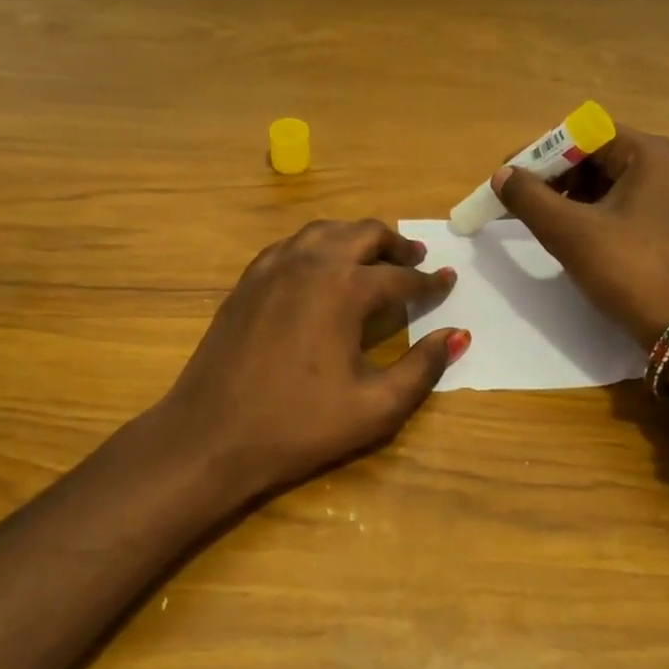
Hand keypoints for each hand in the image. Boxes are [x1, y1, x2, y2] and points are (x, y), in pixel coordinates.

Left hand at [156, 219, 464, 505]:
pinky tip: (322, 268)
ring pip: (324, 231)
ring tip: (373, 256)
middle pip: (362, 234)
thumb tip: (458, 336)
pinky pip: (291, 245)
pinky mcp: (247, 281)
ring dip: (355, 237)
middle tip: (416, 257)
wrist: (211, 437)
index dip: (429, 282)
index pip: (400, 277)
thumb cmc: (299, 425)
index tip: (448, 282)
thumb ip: (423, 368)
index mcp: (344, 289)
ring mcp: (272, 268)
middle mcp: (310, 263)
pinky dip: (317, 246)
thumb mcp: (376, 406)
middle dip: (395, 244)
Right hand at [491, 126, 668, 403]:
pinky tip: (566, 232)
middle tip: (517, 199)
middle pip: (596, 155)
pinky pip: (621, 204)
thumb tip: (501, 175)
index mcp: (650, 154)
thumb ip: (529, 198)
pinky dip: (589, 212)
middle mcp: (666, 165)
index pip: (584, 133)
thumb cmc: (630, 270)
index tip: (508, 175)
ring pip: (607, 181)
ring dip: (567, 195)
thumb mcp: (571, 232)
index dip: (540, 151)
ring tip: (535, 218)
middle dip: (552, 174)